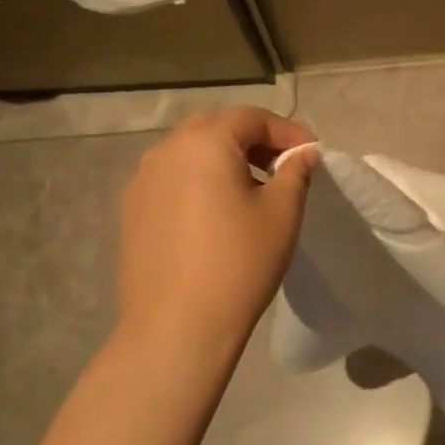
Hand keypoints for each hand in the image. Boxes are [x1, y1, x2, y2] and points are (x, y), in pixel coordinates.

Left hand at [111, 108, 318, 368]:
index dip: (287, 131)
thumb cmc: (238, 263)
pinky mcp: (132, 210)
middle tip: (284, 166)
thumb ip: (295, 172)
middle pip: (217, 128)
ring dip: (226, 159)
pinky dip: (200, 181)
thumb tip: (302, 153)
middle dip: (255, 140)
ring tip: (254, 189)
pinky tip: (218, 213)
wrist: (176, 326)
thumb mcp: (282, 213)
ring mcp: (142, 180)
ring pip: (191, 152)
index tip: (312, 154)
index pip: (252, 118)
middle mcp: (166, 150)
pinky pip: (173, 178)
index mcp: (204, 142)